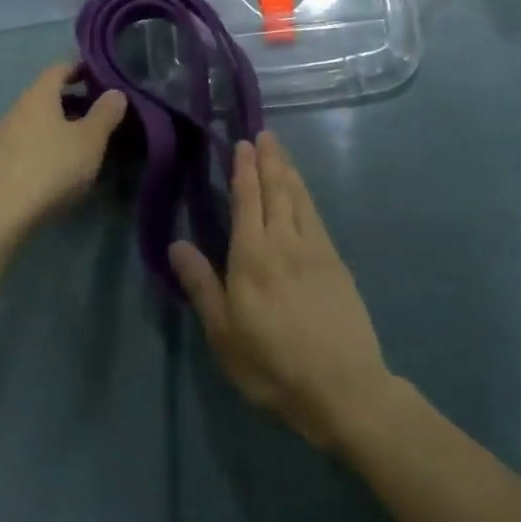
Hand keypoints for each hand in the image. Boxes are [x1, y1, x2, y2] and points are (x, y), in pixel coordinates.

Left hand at [0, 63, 127, 230]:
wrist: (2, 214)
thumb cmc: (52, 167)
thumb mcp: (90, 140)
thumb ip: (105, 113)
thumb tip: (115, 93)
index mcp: (38, 96)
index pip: (58, 68)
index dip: (80, 68)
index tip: (99, 77)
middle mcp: (16, 109)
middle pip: (46, 95)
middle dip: (72, 100)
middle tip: (98, 114)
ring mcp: (2, 136)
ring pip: (35, 120)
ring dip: (58, 125)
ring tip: (81, 143)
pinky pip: (26, 142)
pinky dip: (45, 144)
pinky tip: (58, 166)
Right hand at [170, 132, 392, 450]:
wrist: (344, 388)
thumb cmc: (273, 366)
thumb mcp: (225, 335)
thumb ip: (202, 286)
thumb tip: (176, 244)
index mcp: (253, 257)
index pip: (247, 200)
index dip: (244, 170)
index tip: (242, 143)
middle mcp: (285, 243)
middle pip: (276, 191)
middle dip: (269, 160)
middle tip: (264, 133)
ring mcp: (316, 250)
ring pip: (300, 199)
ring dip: (288, 171)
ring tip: (280, 151)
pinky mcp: (337, 264)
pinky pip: (317, 216)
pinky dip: (306, 196)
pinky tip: (303, 194)